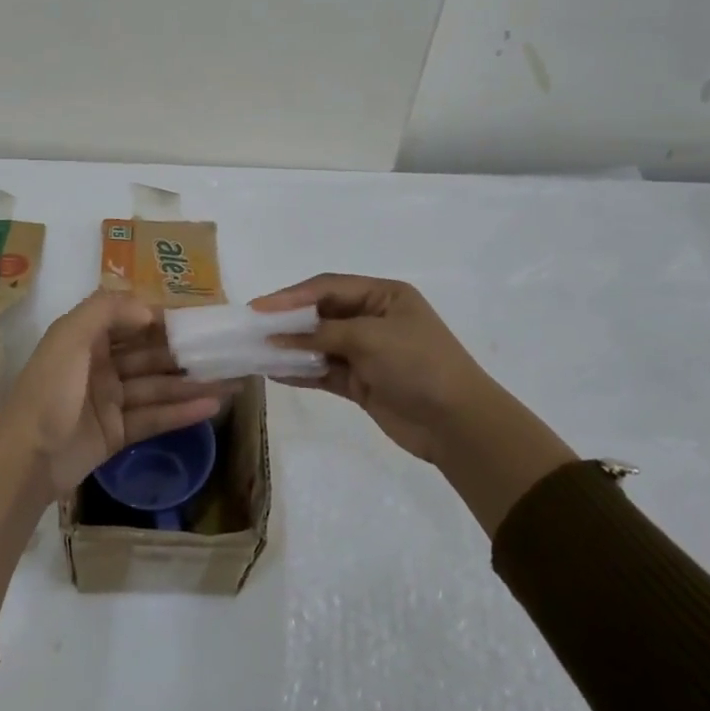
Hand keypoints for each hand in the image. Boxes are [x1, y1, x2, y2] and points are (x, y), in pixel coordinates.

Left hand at [0, 290, 237, 493]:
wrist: (25, 458)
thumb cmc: (49, 389)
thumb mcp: (69, 336)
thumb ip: (108, 310)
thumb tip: (151, 310)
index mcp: (86, 337)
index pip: (133, 320)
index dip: (166, 318)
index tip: (202, 318)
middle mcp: (99, 364)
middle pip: (150, 354)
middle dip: (186, 352)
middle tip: (227, 351)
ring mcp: (109, 401)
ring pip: (157, 386)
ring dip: (192, 383)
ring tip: (232, 380)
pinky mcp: (117, 433)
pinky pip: (154, 417)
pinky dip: (182, 411)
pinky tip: (213, 405)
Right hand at [251, 274, 513, 465]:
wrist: (457, 423)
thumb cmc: (418, 364)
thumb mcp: (370, 338)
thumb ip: (322, 334)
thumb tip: (277, 335)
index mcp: (383, 295)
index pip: (328, 287)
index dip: (291, 296)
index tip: (258, 307)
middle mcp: (373, 318)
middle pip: (321, 313)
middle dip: (287, 320)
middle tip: (251, 327)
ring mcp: (367, 352)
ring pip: (319, 344)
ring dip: (290, 347)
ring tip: (255, 350)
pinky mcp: (362, 383)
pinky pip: (324, 371)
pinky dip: (301, 371)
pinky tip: (274, 372)